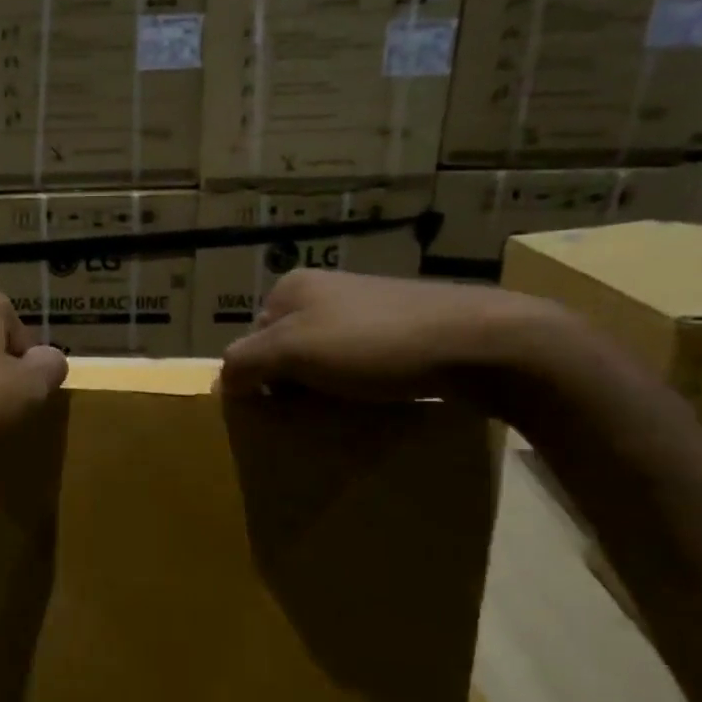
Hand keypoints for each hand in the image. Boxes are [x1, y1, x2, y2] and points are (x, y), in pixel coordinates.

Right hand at [220, 268, 570, 408]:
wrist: (480, 342)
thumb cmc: (375, 344)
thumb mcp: (295, 351)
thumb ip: (246, 362)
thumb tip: (222, 381)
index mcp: (293, 287)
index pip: (250, 340)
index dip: (257, 377)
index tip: (278, 407)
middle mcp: (326, 290)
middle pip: (286, 350)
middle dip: (291, 383)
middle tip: (307, 414)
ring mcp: (367, 308)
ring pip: (324, 359)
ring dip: (325, 389)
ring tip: (341, 413)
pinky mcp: (403, 329)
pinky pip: (361, 363)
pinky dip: (358, 386)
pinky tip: (374, 401)